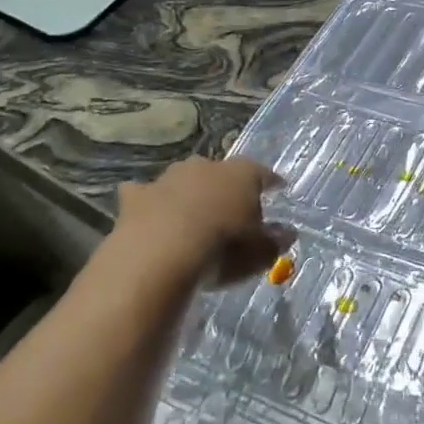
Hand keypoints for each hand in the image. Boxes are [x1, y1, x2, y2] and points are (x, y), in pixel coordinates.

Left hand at [113, 156, 290, 287]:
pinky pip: (144, 194)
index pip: (263, 173)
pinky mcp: (136, 197)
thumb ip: (275, 241)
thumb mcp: (259, 253)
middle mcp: (206, 167)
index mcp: (242, 174)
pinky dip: (148, 203)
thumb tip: (286, 234)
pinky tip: (148, 216)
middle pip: (221, 173)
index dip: (271, 183)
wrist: (159, 256)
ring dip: (188, 194)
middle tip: (230, 210)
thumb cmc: (221, 250)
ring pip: (183, 180)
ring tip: (191, 217)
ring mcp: (168, 178)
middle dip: (225, 188)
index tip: (278, 189)